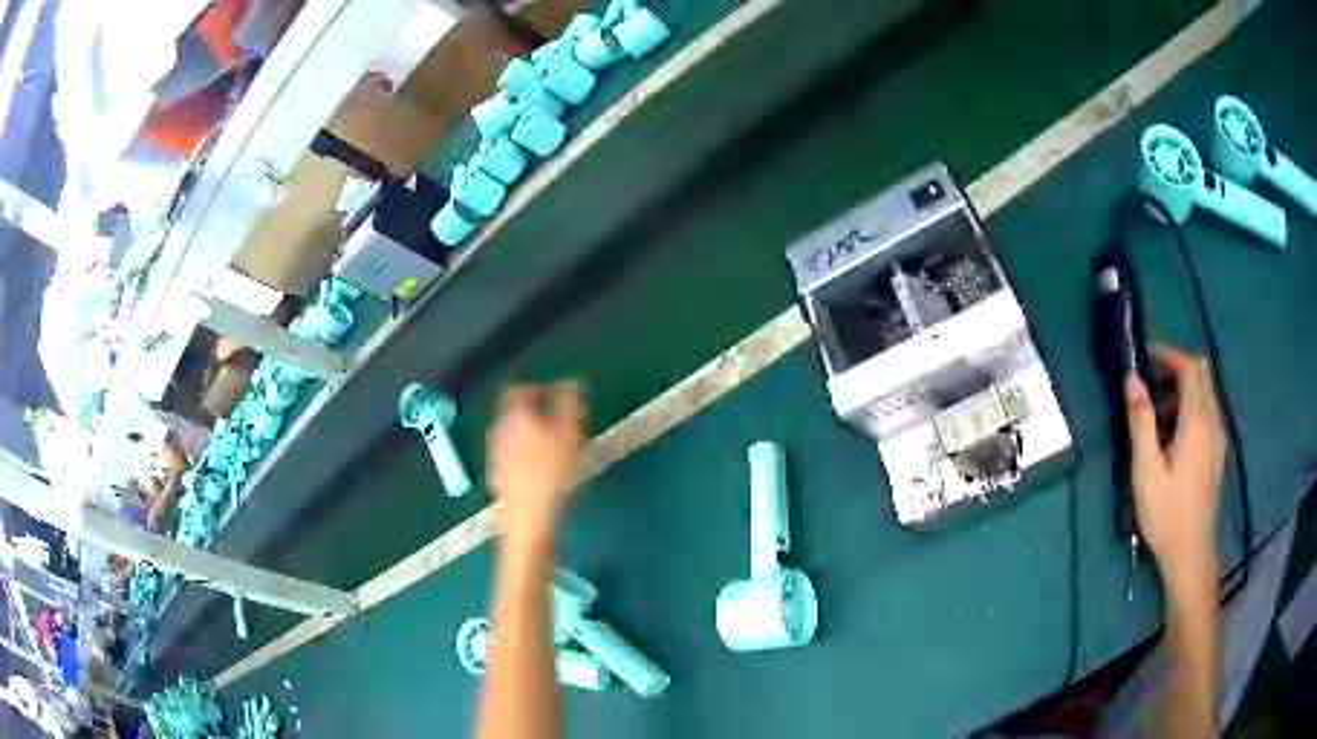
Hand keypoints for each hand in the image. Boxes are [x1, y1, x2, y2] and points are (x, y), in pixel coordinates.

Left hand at [487, 382, 586, 546]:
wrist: (529, 518)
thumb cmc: (552, 473)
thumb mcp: (570, 434)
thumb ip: (570, 404)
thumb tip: (573, 382)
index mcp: (515, 416)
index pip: (518, 389)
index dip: (538, 387)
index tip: (557, 394)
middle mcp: (499, 430)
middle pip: (515, 413)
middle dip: (537, 414)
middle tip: (561, 422)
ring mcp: (494, 455)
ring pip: (512, 435)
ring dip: (531, 435)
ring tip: (554, 447)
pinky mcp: (496, 476)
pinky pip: (510, 456)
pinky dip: (524, 456)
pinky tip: (540, 470)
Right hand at [1125, 344, 1224, 590]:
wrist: (1191, 553)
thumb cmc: (1166, 513)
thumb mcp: (1146, 470)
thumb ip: (1141, 422)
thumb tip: (1132, 379)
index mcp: (1197, 421)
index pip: (1189, 367)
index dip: (1168, 354)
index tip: (1144, 356)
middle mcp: (1213, 420)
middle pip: (1201, 375)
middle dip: (1176, 369)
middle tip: (1151, 383)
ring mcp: (1218, 437)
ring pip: (1205, 393)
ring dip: (1183, 390)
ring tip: (1157, 414)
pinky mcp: (1217, 452)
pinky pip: (1208, 412)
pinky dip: (1191, 408)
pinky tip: (1174, 437)